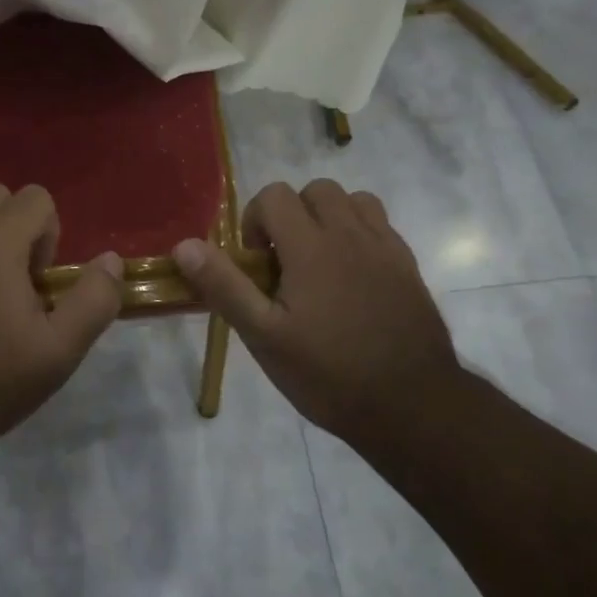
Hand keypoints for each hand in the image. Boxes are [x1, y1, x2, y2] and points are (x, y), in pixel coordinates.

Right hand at [172, 181, 458, 439]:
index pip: (274, 195)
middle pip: (315, 190)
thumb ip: (225, 286)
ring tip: (320, 263)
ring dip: (329, 218)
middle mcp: (350, 234)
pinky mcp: (408, 265)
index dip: (255, 220)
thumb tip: (184, 245)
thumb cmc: (329, 375)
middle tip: (285, 263)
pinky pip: (380, 224)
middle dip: (292, 214)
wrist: (412, 406)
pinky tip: (353, 276)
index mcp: (311, 246)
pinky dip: (359, 233)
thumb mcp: (265, 338)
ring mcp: (385, 247)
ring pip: (352, 200)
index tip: (257, 264)